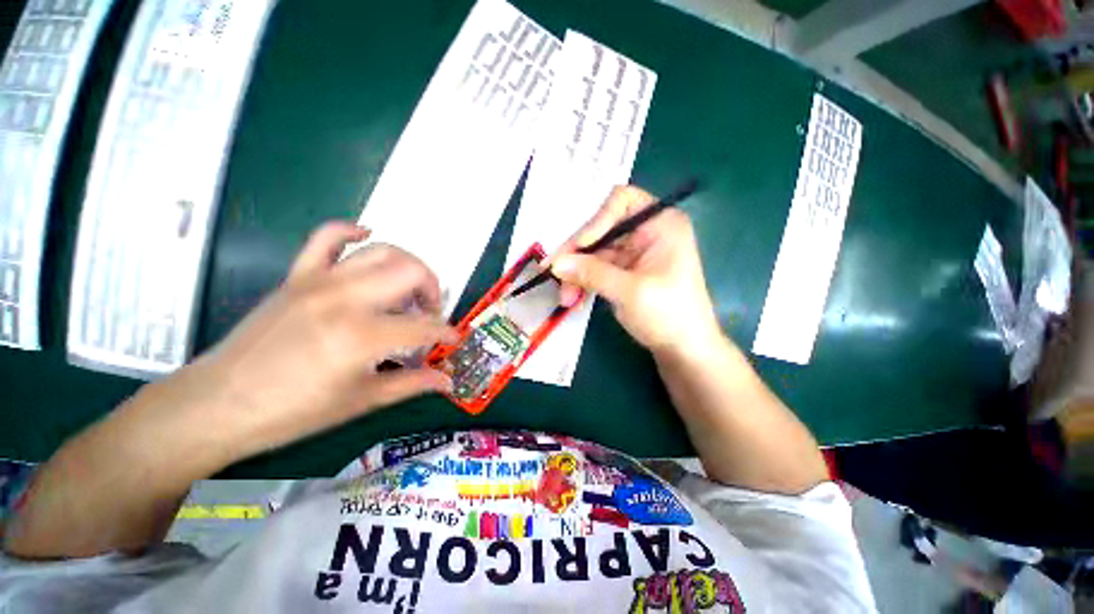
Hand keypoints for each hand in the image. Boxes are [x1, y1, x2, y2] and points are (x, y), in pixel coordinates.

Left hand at [189, 222, 457, 456]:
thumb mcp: (361, 401)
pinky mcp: (298, 276)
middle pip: (411, 272)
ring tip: (408, 290)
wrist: (218, 404)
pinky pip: (328, 237)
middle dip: (433, 290)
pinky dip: (353, 231)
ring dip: (408, 267)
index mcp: (362, 335)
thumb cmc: (293, 412)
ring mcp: (320, 281)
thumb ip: (412, 384)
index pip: (424, 326)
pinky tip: (367, 238)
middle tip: (430, 313)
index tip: (453, 340)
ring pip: (382, 251)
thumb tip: (447, 380)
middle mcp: (346, 298)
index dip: (445, 333)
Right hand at [551, 185, 721, 356]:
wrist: (684, 348)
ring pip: (593, 253)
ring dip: (576, 274)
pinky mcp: (623, 271)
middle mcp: (645, 232)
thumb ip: (592, 273)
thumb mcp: (630, 292)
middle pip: (600, 230)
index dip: (596, 221)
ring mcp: (633, 253)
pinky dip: (583, 282)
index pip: (620, 202)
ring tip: (566, 299)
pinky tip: (574, 299)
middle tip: (554, 275)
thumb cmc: (669, 315)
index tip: (579, 248)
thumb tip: (556, 264)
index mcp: (660, 224)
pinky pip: (595, 269)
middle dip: (577, 255)